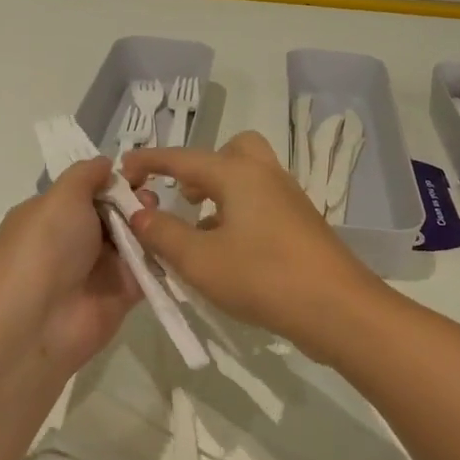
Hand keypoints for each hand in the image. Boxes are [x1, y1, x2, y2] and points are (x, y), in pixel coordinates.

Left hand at [0, 158, 143, 377]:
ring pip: (134, 240)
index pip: (90, 191)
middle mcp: (74, 241)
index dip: (115, 180)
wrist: (36, 322)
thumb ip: (86, 176)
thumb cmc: (44, 247)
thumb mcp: (60, 197)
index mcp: (52, 215)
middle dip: (137, 202)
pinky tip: (178, 242)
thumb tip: (105, 162)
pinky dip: (162, 258)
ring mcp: (99, 270)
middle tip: (151, 200)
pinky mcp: (122, 295)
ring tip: (162, 221)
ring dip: (150, 227)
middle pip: (115, 214)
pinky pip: (148, 270)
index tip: (141, 171)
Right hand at [121, 132, 385, 356]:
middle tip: (183, 196)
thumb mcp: (199, 259)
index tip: (123, 169)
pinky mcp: (301, 225)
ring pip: (248, 179)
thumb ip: (163, 233)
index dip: (150, 161)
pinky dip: (239, 214)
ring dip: (220, 194)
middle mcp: (265, 176)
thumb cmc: (262, 276)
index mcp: (238, 174)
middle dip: (201, 168)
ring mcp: (288, 200)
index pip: (183, 158)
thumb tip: (139, 212)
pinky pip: (262, 204)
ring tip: (198, 230)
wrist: (336, 307)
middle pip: (231, 152)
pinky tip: (228, 253)